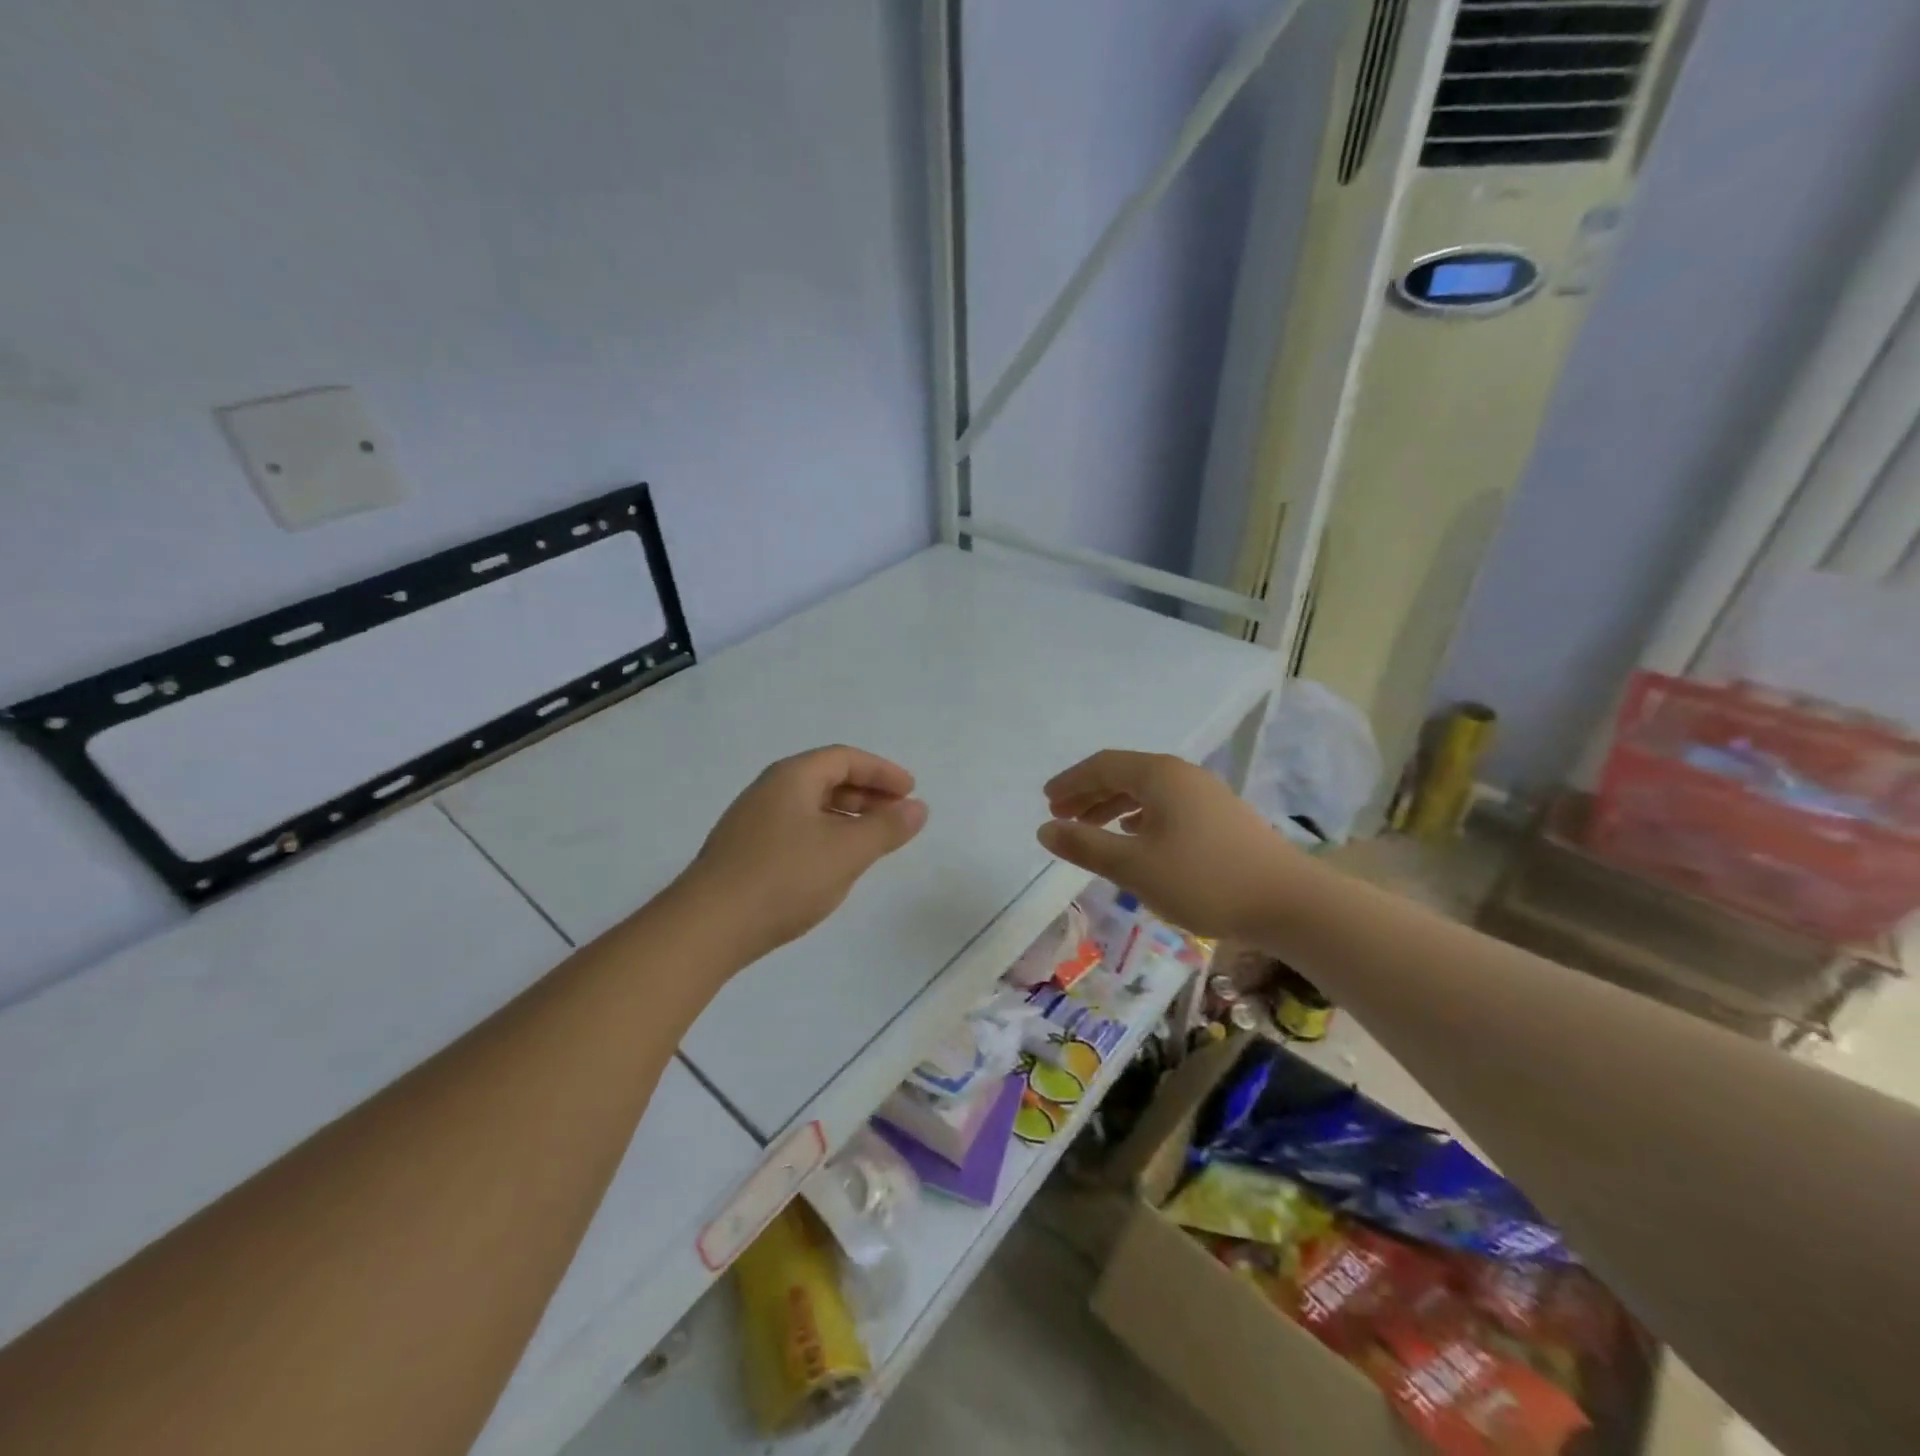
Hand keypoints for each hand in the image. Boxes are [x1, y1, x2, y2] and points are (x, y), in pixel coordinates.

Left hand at [676, 746, 928, 962]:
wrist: (708, 927)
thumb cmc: (785, 877)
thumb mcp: (847, 851)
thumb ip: (886, 827)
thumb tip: (918, 808)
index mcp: (792, 777)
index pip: (845, 758)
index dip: (882, 771)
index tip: (911, 791)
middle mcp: (769, 790)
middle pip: (826, 778)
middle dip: (867, 793)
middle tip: (897, 814)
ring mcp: (752, 821)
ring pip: (810, 806)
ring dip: (847, 816)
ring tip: (872, 840)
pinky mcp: (744, 852)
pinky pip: (796, 829)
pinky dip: (825, 835)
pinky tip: (833, 863)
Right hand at [1037, 749, 1306, 943]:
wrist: (1288, 902)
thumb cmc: (1203, 880)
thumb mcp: (1134, 866)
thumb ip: (1086, 846)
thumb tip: (1045, 829)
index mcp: (1160, 776)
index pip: (1103, 765)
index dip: (1071, 782)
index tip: (1047, 801)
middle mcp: (1183, 775)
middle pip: (1125, 774)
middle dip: (1089, 793)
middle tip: (1062, 817)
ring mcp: (1206, 794)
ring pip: (1147, 791)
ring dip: (1113, 806)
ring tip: (1092, 828)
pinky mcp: (1221, 817)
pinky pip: (1167, 805)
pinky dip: (1140, 816)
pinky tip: (1137, 836)